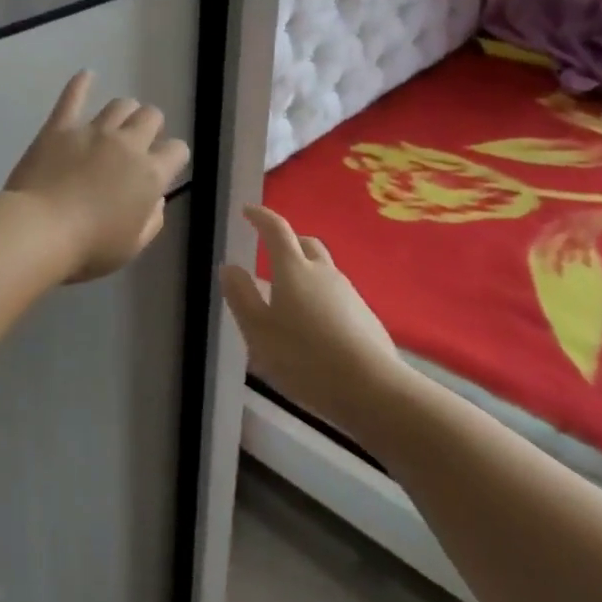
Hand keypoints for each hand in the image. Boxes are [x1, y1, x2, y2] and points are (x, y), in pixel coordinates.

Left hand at [4, 72, 190, 281]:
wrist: (39, 231)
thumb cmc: (88, 248)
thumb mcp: (132, 246)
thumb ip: (152, 220)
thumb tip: (156, 198)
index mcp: (150, 174)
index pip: (177, 150)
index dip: (173, 156)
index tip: (164, 165)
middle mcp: (127, 144)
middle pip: (150, 117)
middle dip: (151, 126)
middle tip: (139, 142)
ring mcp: (93, 131)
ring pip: (120, 105)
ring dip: (125, 111)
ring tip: (119, 120)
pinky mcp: (60, 127)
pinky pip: (72, 97)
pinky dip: (81, 83)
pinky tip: (86, 74)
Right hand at [221, 205, 406, 436]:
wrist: (372, 390)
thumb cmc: (304, 358)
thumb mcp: (258, 331)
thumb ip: (241, 296)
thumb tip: (229, 267)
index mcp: (293, 269)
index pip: (276, 230)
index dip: (261, 217)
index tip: (248, 211)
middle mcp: (324, 273)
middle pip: (306, 244)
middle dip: (288, 242)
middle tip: (270, 251)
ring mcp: (350, 294)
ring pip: (324, 271)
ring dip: (305, 273)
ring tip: (289, 297)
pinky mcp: (367, 318)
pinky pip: (337, 297)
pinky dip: (321, 299)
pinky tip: (315, 327)